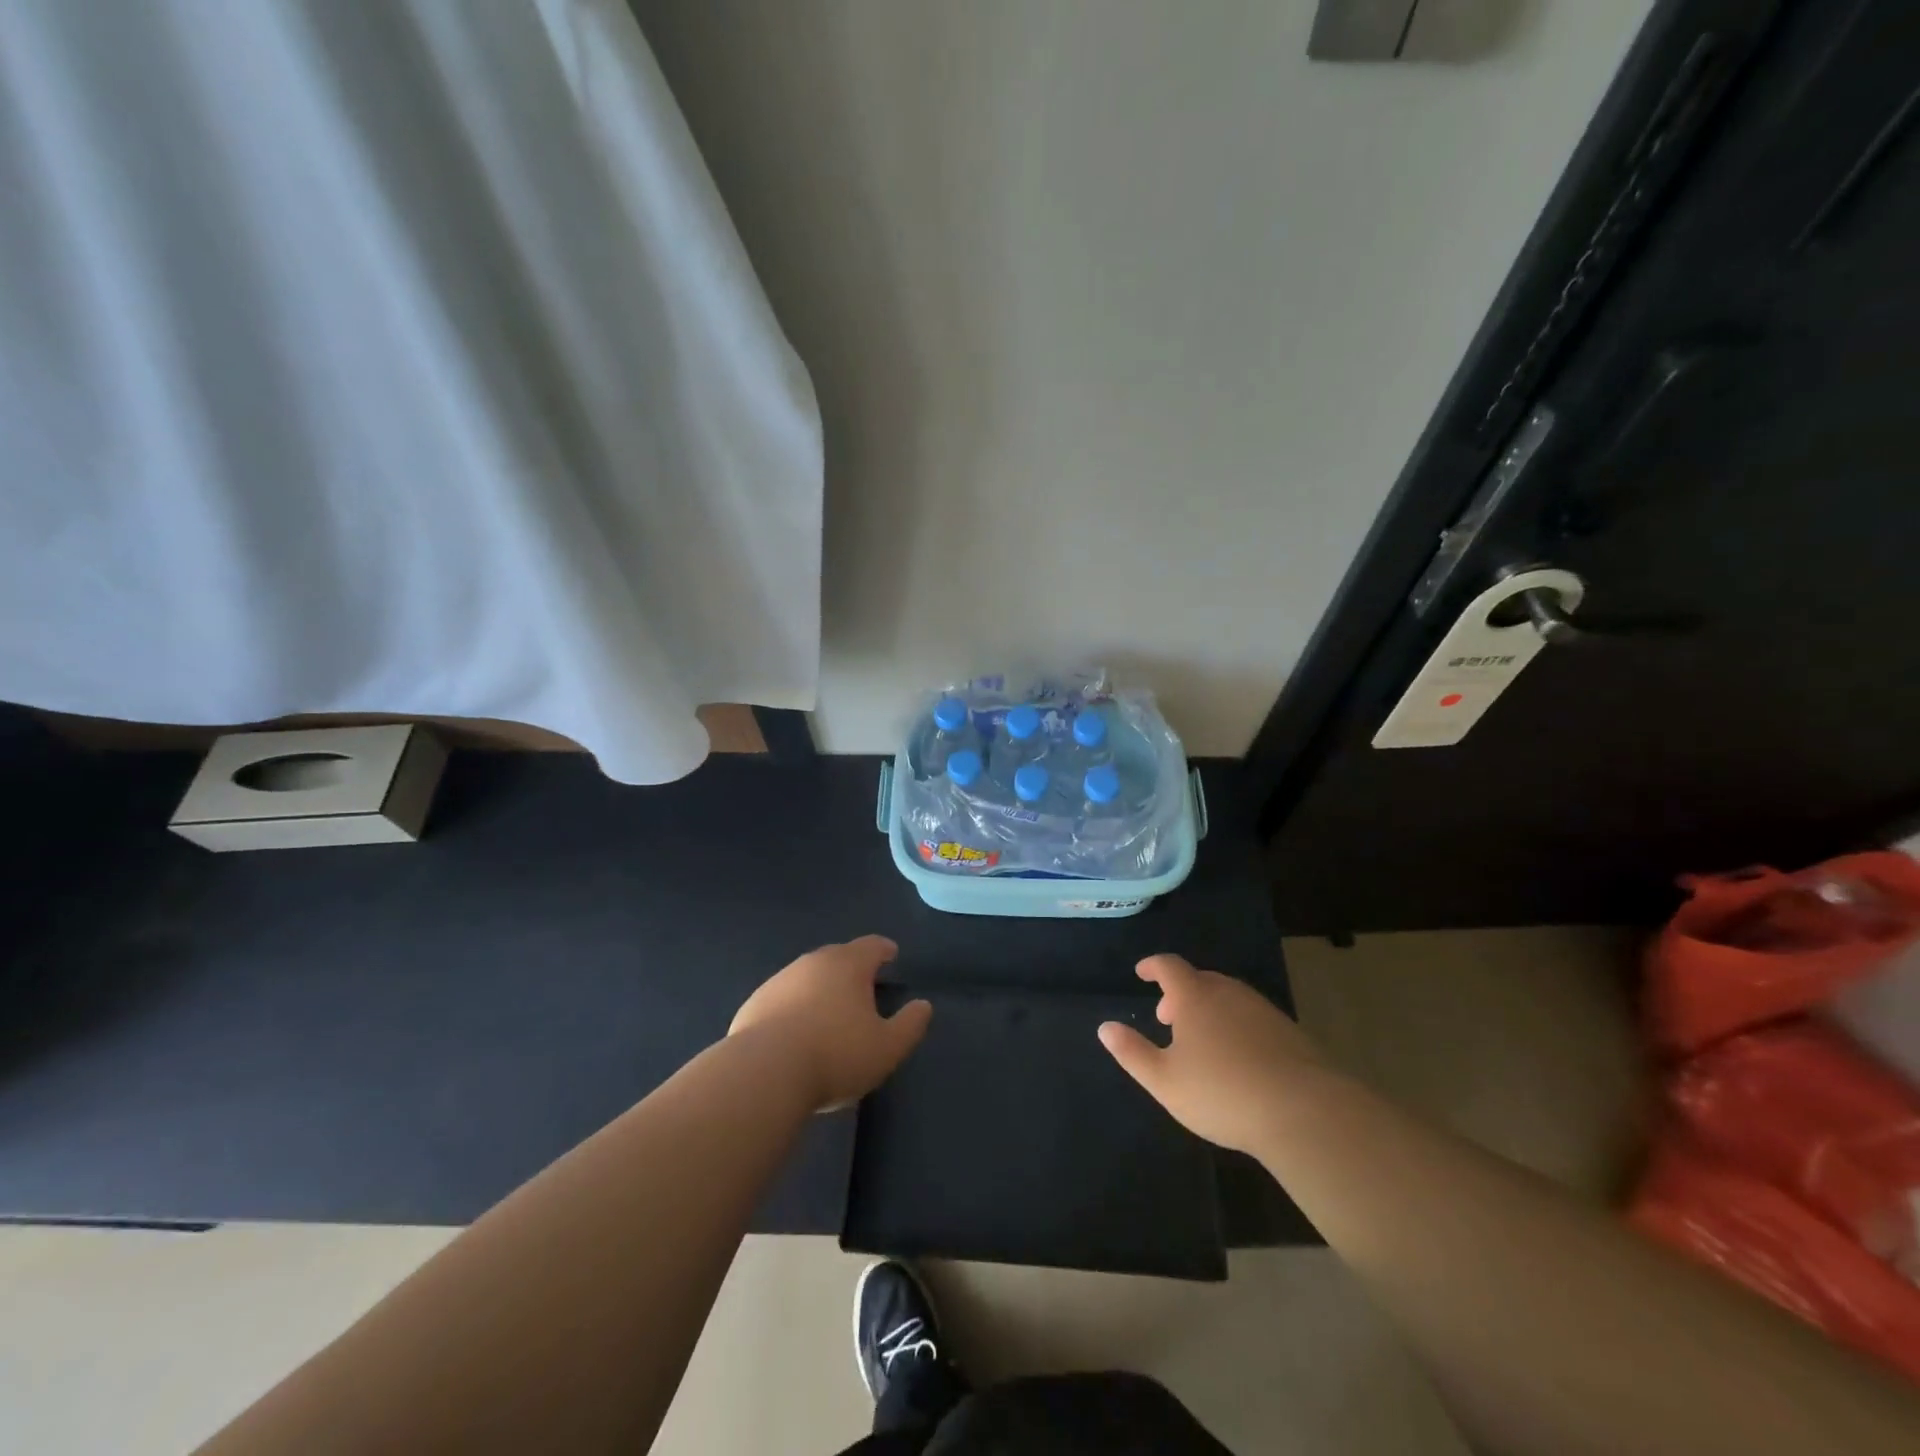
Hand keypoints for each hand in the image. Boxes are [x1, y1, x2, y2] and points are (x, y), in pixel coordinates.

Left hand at [729, 936, 931, 1111]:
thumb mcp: (887, 1047)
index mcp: (848, 965)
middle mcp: (812, 962)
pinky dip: (794, 1007)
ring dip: (821, 988)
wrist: (763, 1073)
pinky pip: (783, 999)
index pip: (872, 946)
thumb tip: (923, 1006)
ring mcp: (779, 981)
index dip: (884, 949)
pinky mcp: (754, 1004)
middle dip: (852, 967)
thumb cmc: (835, 1055)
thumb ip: (910, 1024)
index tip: (891, 955)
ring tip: (829, 1012)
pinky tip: (796, 1032)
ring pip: (808, 976)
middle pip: (838, 956)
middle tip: (863, 986)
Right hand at [1098, 954, 1324, 1156]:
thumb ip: (1132, 1052)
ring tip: (1201, 1040)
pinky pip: (1252, 1017)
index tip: (1142, 972)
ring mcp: (1263, 1010)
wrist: (1305, 1111)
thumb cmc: (1223, 1092)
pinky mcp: (1290, 1032)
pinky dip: (1236, 1025)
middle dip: (1180, 993)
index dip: (1153, 966)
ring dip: (1209, 1009)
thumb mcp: (1165, 1080)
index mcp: (1195, 996)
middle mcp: (1229, 992)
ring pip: (1228, 998)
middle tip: (1168, 1018)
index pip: (1169, 966)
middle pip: (1200, 980)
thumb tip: (1105, 1027)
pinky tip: (1238, 1058)